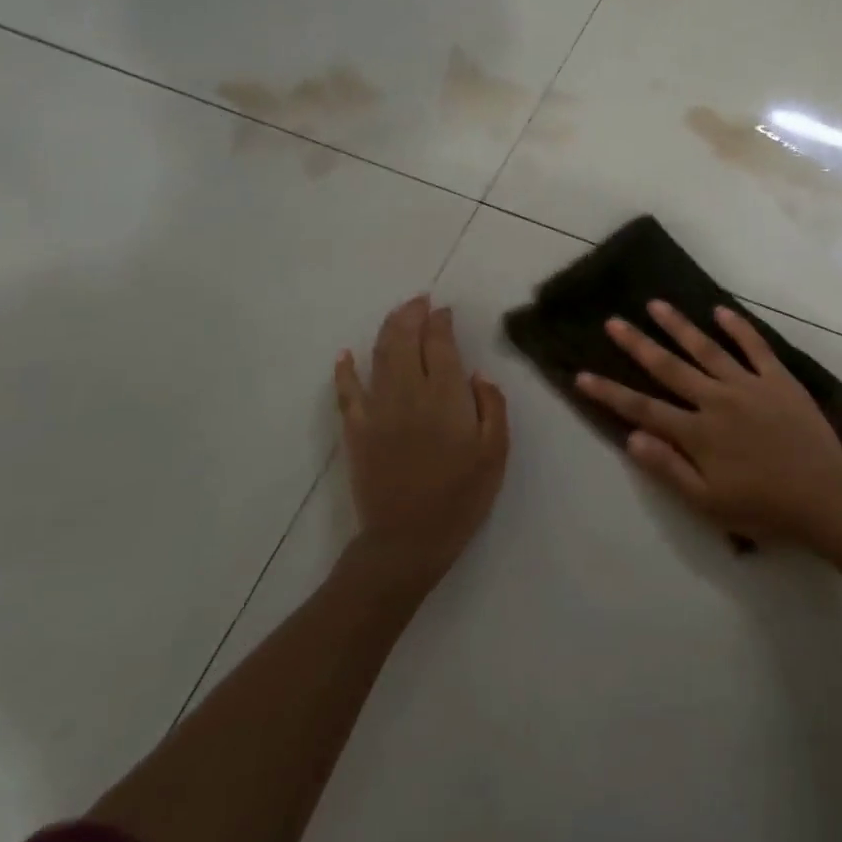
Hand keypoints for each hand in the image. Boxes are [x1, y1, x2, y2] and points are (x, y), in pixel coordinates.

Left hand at [335, 295, 508, 584]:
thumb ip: (492, 406)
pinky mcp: (356, 430)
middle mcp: (409, 393)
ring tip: (399, 315)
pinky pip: (346, 392)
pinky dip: (345, 370)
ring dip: (388, 329)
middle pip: (405, 339)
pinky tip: (345, 355)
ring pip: (379, 356)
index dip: (441, 322)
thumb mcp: (496, 452)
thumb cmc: (461, 496)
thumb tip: (478, 375)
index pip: (440, 343)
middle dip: (412, 314)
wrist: (408, 540)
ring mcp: (377, 410)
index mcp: (446, 396)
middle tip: (421, 301)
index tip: (445, 311)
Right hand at [575, 301, 841, 545]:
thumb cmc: (763, 507)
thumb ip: (668, 469)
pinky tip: (720, 311)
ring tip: (656, 304)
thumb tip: (631, 438)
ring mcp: (749, 385)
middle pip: (669, 368)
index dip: (610, 392)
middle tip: (613, 322)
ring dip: (679, 326)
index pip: (643, 409)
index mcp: (697, 433)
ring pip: (707, 348)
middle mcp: (717, 400)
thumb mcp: (708, 503)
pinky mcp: (778, 379)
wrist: (824, 498)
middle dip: (638, 345)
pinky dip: (738, 327)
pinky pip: (755, 347)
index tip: (582, 375)